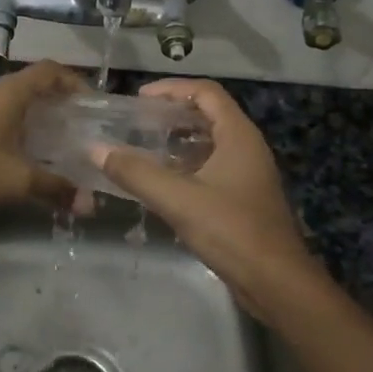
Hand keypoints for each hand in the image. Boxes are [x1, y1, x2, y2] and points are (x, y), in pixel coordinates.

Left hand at [0, 59, 84, 214]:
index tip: (93, 104)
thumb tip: (91, 205)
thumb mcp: (18, 180)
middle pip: (35, 84)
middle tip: (82, 127)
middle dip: (60, 102)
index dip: (75, 82)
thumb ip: (56, 188)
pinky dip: (19, 128)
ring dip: (38, 116)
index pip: (51, 70)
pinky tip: (25, 154)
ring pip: (16, 102)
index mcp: (11, 92)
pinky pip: (1, 116)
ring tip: (59, 142)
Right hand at [91, 79, 320, 320]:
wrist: (276, 283)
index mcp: (238, 135)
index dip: (172, 88)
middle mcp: (246, 147)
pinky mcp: (243, 199)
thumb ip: (136, 173)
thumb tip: (96, 149)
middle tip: (135, 122)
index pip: (206, 92)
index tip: (139, 98)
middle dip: (171, 114)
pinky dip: (185, 167)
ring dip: (176, 142)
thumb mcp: (179, 199)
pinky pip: (211, 168)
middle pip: (208, 115)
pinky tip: (160, 183)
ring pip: (208, 144)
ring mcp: (247, 174)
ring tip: (141, 148)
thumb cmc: (232, 231)